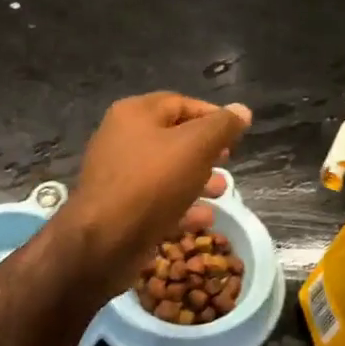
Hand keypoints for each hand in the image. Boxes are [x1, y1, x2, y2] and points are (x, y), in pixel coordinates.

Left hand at [57, 93, 251, 295]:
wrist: (103, 241)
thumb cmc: (151, 183)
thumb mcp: (194, 147)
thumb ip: (221, 127)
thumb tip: (241, 110)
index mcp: (135, 114)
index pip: (181, 103)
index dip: (212, 115)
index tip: (238, 133)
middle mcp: (123, 138)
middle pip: (173, 137)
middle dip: (206, 150)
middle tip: (229, 161)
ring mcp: (119, 174)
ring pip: (167, 170)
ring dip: (198, 179)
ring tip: (222, 191)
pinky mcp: (121, 207)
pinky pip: (157, 199)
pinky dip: (182, 205)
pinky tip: (205, 218)